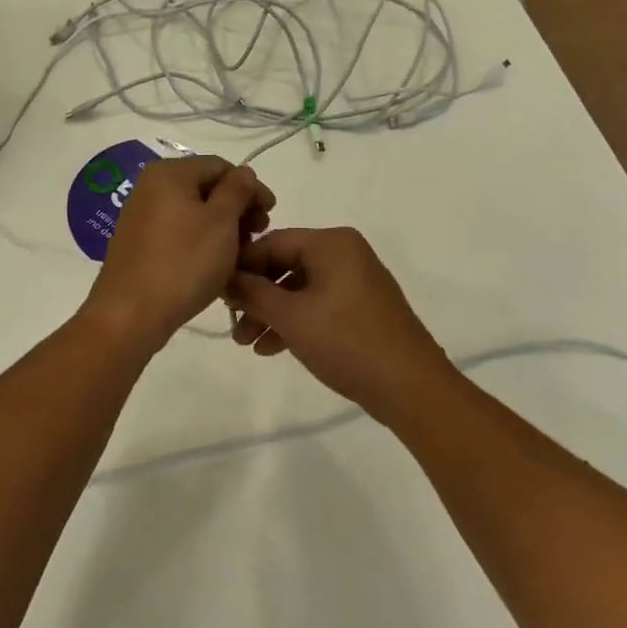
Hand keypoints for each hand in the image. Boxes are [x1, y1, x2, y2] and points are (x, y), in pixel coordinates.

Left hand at [84, 157, 273, 347]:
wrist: (129, 314)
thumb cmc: (183, 263)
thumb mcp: (221, 222)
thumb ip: (237, 190)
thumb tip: (243, 173)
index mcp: (170, 173)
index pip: (221, 166)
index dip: (250, 187)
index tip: (271, 214)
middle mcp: (150, 186)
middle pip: (205, 187)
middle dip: (236, 208)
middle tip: (257, 235)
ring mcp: (140, 215)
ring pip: (193, 211)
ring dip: (221, 227)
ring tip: (239, 253)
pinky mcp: (138, 242)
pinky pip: (177, 231)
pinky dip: (200, 240)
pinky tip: (213, 262)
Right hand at [225, 227, 457, 423]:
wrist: (410, 386)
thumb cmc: (347, 341)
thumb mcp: (291, 317)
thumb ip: (253, 293)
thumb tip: (225, 278)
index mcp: (332, 243)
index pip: (272, 242)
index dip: (241, 266)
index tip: (216, 291)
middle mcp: (345, 253)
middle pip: (286, 264)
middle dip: (256, 295)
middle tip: (231, 322)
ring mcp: (356, 281)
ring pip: (300, 288)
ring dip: (272, 312)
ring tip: (247, 343)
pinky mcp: (362, 308)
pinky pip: (318, 304)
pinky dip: (295, 321)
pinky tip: (272, 348)